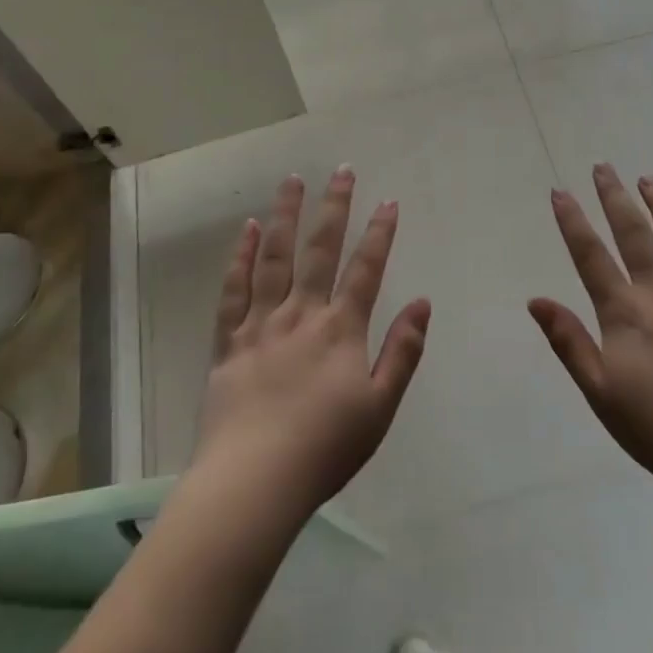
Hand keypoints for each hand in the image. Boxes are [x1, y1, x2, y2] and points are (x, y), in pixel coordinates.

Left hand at [195, 168, 430, 523]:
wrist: (254, 482)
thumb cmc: (326, 448)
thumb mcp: (381, 406)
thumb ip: (403, 351)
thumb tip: (423, 302)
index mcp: (341, 330)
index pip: (366, 269)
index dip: (380, 233)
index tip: (389, 201)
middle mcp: (302, 315)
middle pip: (320, 250)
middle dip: (334, 208)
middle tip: (341, 170)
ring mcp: (261, 324)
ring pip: (275, 258)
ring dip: (286, 215)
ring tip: (292, 180)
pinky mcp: (229, 341)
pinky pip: (235, 290)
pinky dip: (242, 257)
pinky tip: (250, 229)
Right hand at [529, 165, 652, 492]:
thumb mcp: (600, 392)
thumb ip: (569, 342)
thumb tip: (536, 300)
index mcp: (625, 314)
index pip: (591, 257)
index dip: (573, 222)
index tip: (560, 192)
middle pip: (635, 235)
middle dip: (616, 198)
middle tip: (604, 167)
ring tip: (649, 179)